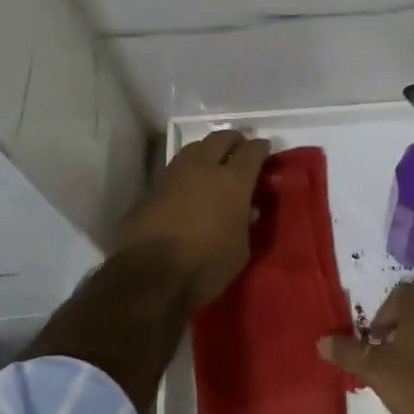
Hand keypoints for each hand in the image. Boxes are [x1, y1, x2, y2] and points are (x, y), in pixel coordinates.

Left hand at [115, 129, 271, 307]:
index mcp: (233, 181)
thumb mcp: (240, 250)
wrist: (149, 274)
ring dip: (207, 151)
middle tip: (240, 149)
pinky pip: (175, 168)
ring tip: (213, 164)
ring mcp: (174, 174)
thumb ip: (245, 223)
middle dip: (234, 140)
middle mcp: (203, 168)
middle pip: (221, 138)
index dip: (261, 148)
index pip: (252, 151)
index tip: (265, 150)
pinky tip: (189, 186)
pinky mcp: (152, 188)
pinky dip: (187, 171)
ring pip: (195, 148)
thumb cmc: (205, 265)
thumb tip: (247, 210)